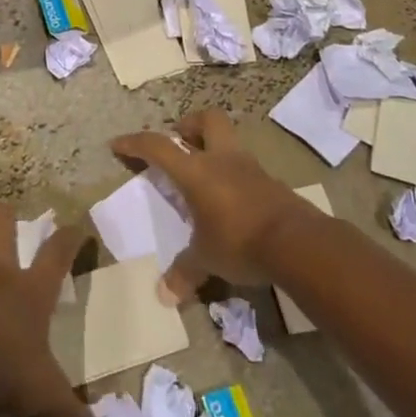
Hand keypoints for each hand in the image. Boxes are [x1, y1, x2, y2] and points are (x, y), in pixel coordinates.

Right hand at [112, 108, 319, 304]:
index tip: (118, 145)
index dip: (135, 143)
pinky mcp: (271, 182)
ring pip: (229, 141)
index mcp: (196, 171)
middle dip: (189, 126)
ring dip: (214, 150)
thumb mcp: (206, 259)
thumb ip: (184, 272)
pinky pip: (246, 167)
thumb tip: (164, 295)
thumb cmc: (239, 241)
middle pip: (206, 120)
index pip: (158, 147)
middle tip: (179, 143)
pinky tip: (231, 200)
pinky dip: (234, 175)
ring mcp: (250, 167)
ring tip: (204, 175)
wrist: (297, 243)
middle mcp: (222, 160)